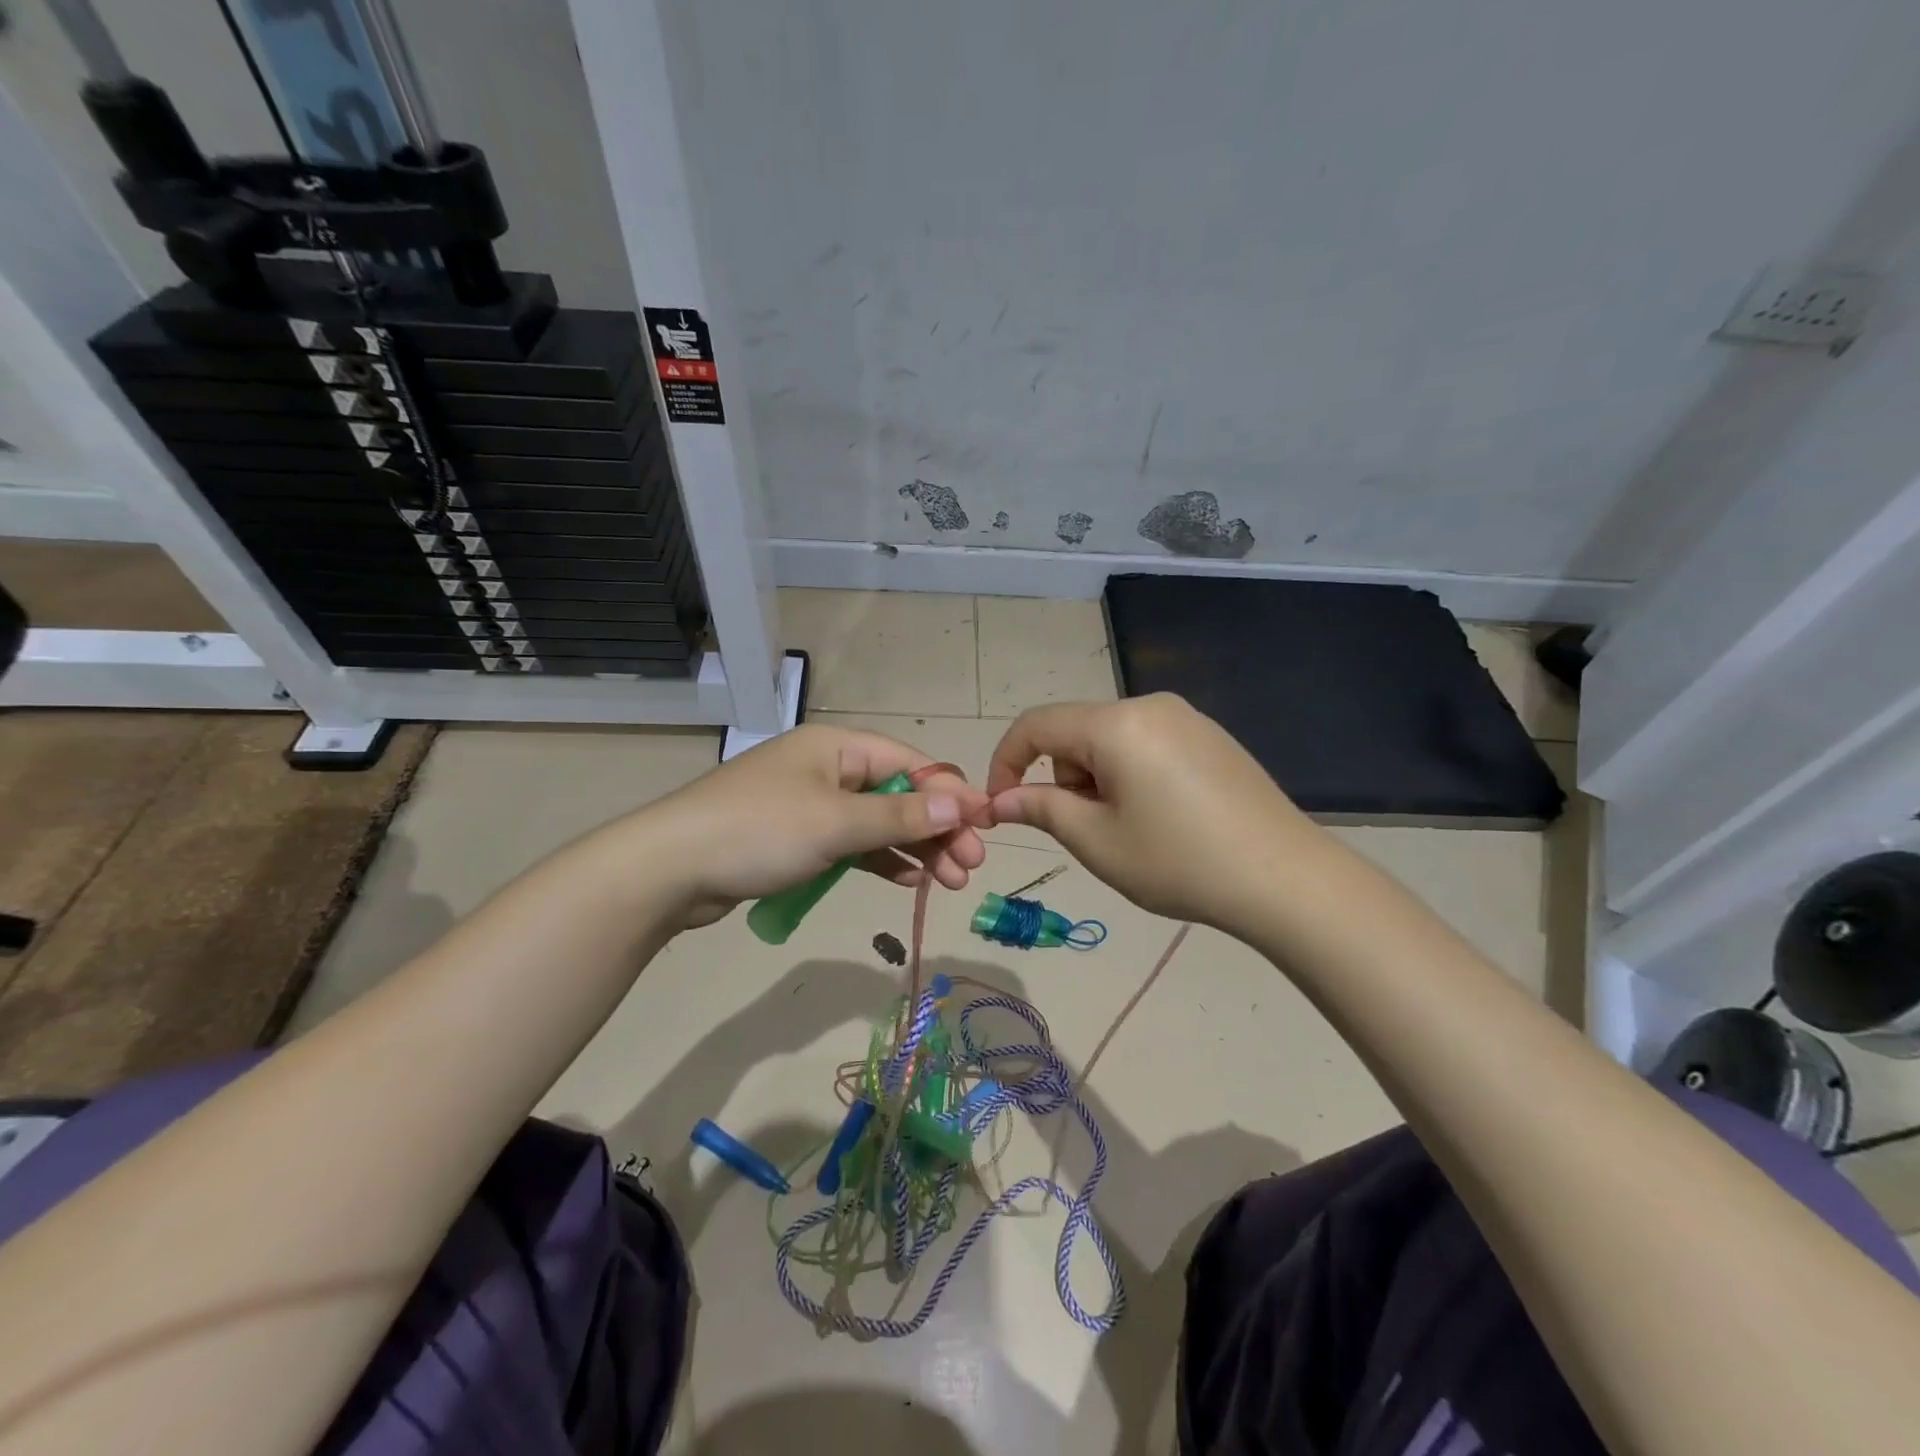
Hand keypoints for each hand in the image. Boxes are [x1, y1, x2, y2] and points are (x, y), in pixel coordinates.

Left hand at [634, 724, 990, 927]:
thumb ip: (899, 817)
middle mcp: (826, 768)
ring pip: (876, 823)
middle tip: (969, 866)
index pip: (908, 763)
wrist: (669, 869)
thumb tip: (959, 804)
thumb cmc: (759, 831)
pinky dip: (878, 860)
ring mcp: (809, 804)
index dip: (948, 794)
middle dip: (935, 828)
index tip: (983, 827)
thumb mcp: (836, 823)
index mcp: (836, 747)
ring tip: (948, 881)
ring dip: (913, 849)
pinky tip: (906, 880)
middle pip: (896, 794)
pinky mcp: (795, 838)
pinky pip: (850, 844)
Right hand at [986, 694, 1299, 931]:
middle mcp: (1149, 706)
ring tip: (1129, 828)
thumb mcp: (1096, 841)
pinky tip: (1162, 816)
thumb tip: (1001, 799)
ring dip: (1096, 777)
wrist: (1285, 879)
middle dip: (1062, 776)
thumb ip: (1041, 809)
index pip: (1035, 725)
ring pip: (1110, 739)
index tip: (1001, 806)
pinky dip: (1130, 774)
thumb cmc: (1179, 862)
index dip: (1006, 762)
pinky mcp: (1209, 736)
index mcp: (1116, 724)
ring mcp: (1185, 718)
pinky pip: (1146, 743)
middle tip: (1087, 829)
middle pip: (1075, 731)